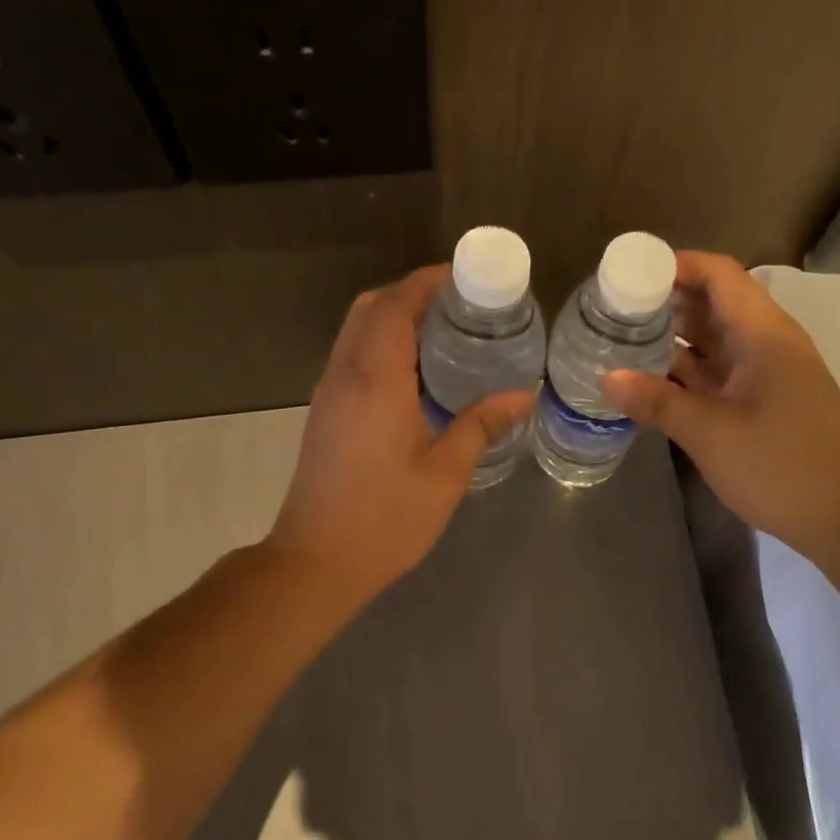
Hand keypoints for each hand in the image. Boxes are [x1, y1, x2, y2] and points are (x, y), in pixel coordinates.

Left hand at [267, 265, 534, 603]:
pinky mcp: (325, 413)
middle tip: (460, 307)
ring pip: (356, 331)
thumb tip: (522, 397)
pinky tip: (418, 376)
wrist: (317, 560)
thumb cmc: (386, 519)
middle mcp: (345, 375)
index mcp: (375, 380)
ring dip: (394, 318)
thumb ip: (481, 426)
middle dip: (412, 294)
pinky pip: (353, 357)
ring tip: (445, 336)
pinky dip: (382, 345)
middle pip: (370, 307)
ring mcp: (329, 393)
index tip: (465, 278)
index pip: (397, 305)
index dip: (428, 281)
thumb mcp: (445, 475)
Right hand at [602, 251, 839, 559]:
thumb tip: (608, 379)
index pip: (719, 275)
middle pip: (716, 303)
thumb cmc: (780, 467)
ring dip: (677, 338)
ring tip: (625, 341)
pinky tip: (655, 380)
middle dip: (668, 302)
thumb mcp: (711, 434)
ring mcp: (770, 373)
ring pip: (718, 339)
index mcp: (764, 334)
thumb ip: (658, 402)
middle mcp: (770, 343)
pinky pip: (724, 370)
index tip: (630, 275)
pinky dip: (691, 370)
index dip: (676, 266)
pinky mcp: (767, 400)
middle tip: (616, 311)